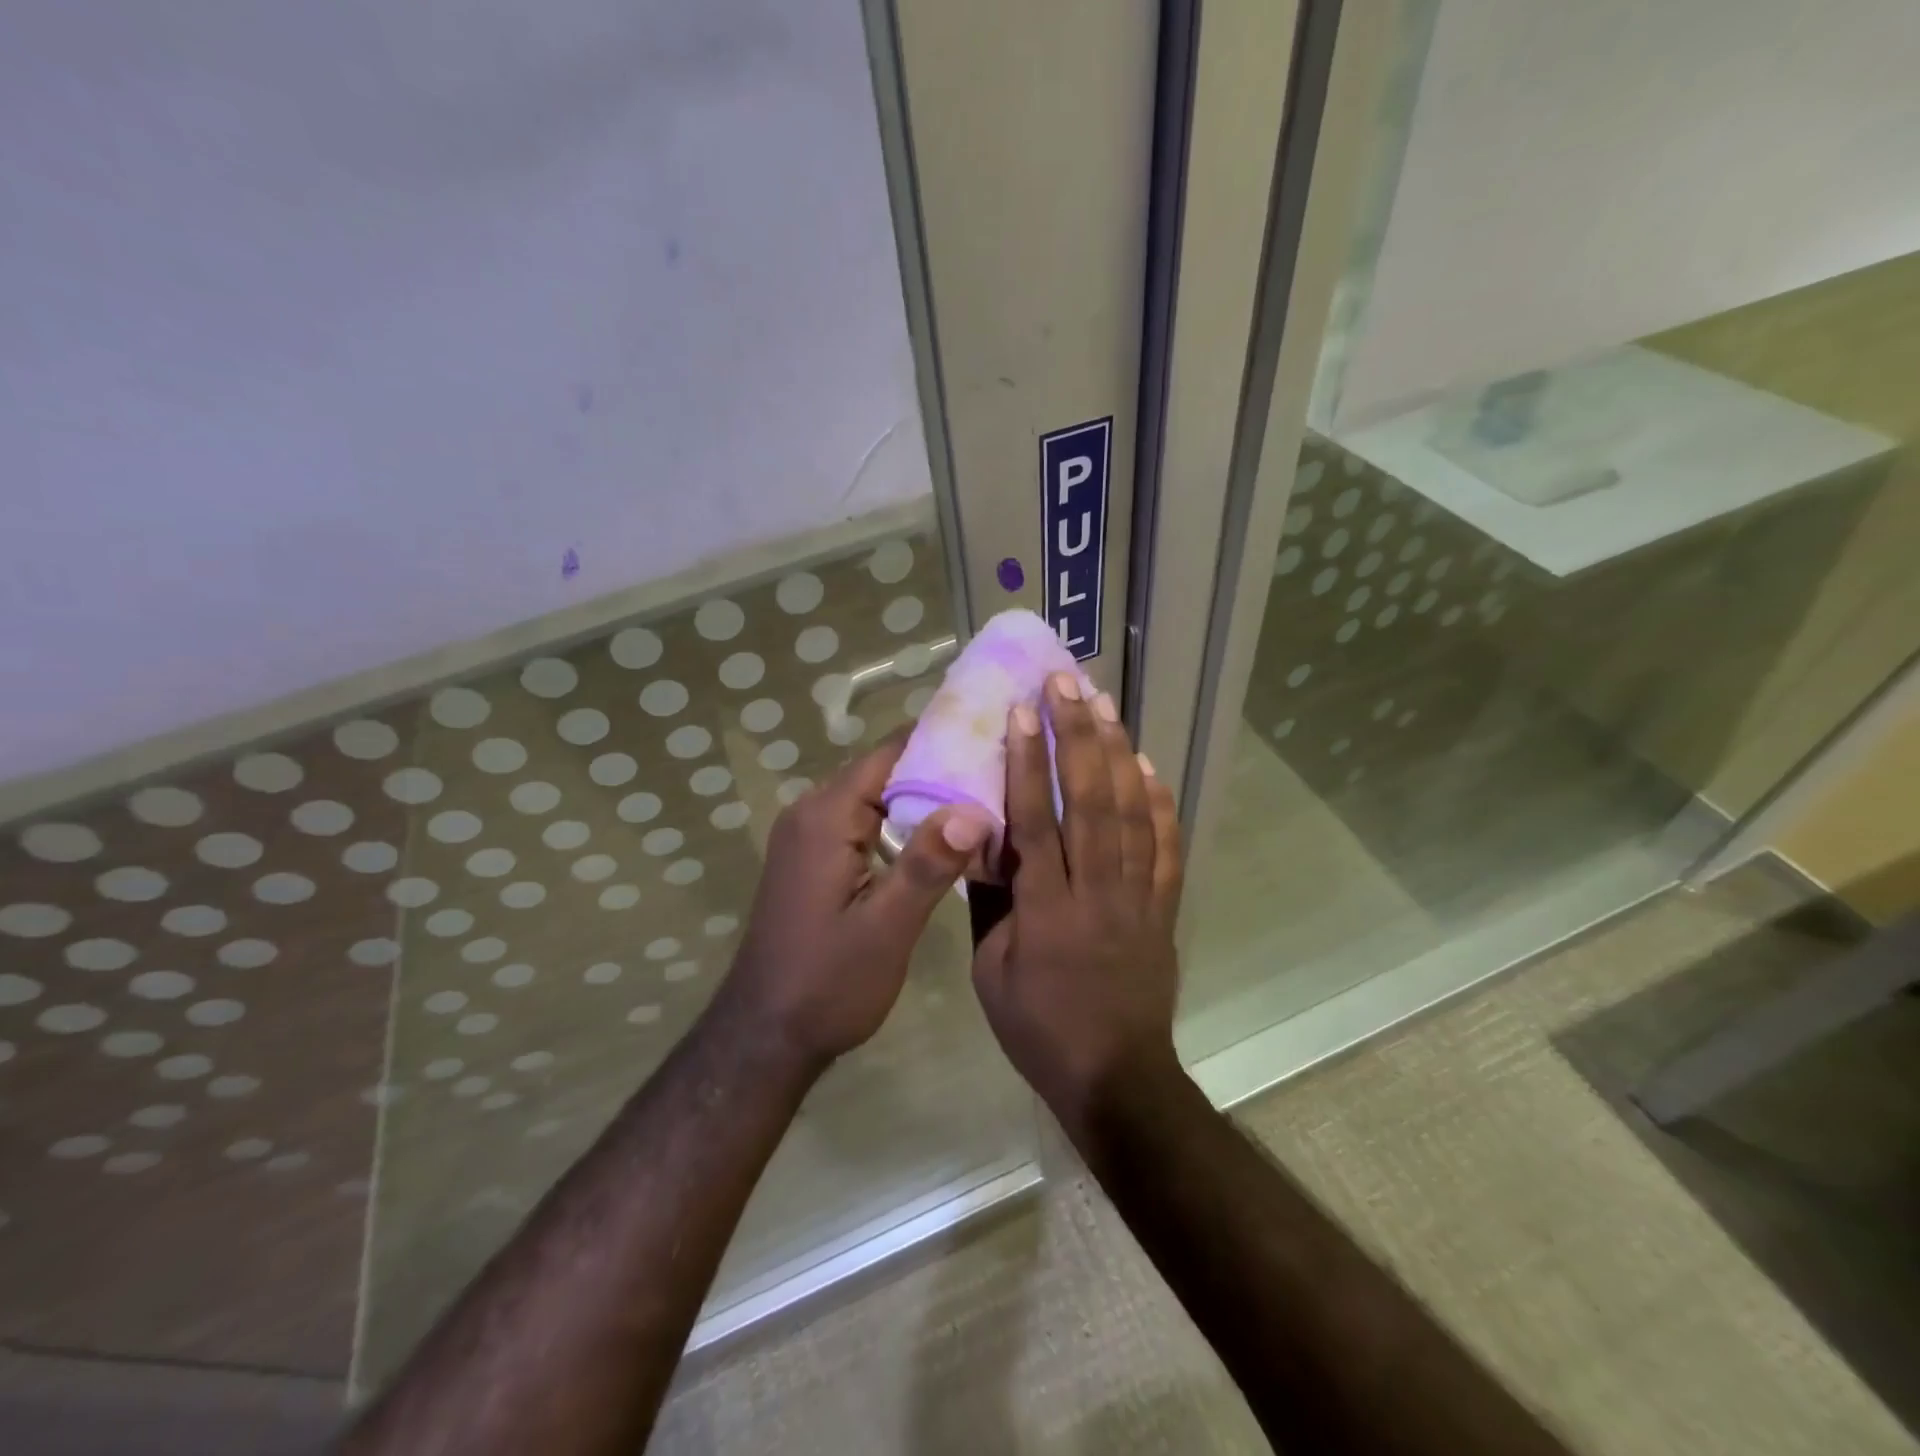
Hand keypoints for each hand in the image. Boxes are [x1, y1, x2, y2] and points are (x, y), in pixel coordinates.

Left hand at [718, 736, 991, 1070]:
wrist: (765, 1034)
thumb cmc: (827, 984)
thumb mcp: (885, 929)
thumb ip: (926, 866)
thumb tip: (973, 810)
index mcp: (825, 816)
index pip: (889, 753)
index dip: (941, 743)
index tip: (992, 742)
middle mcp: (810, 812)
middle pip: (882, 771)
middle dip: (939, 770)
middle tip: (999, 776)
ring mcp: (807, 835)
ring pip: (873, 797)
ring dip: (921, 799)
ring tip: (982, 802)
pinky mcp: (811, 858)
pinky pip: (861, 822)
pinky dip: (899, 823)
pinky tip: (939, 840)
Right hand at [971, 674, 1183, 1140]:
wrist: (1115, 1077)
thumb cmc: (1038, 1028)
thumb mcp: (990, 971)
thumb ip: (989, 902)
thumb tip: (984, 843)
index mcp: (1047, 909)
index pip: (1036, 821)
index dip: (1027, 763)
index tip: (1022, 713)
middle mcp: (1097, 891)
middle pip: (1090, 800)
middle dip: (1077, 736)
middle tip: (1067, 684)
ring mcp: (1138, 897)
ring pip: (1132, 812)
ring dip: (1118, 753)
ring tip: (1104, 705)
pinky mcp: (1163, 908)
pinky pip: (1167, 847)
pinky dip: (1160, 802)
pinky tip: (1150, 765)